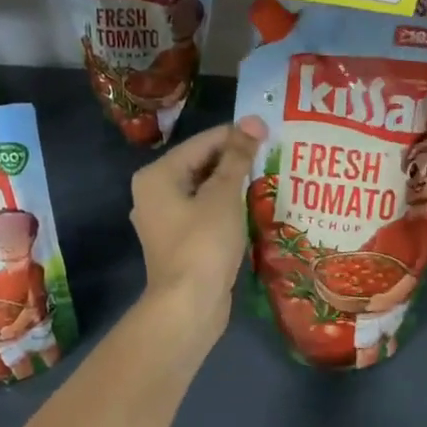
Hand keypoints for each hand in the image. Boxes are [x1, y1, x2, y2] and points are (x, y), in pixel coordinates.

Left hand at [130, 116, 267, 331]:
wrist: (189, 305)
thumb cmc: (204, 243)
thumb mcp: (224, 195)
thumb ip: (238, 157)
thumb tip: (253, 121)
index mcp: (157, 175)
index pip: (202, 142)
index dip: (237, 135)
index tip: (270, 131)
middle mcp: (154, 193)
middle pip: (200, 165)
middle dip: (235, 160)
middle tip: (273, 153)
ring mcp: (164, 221)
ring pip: (204, 191)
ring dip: (233, 184)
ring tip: (269, 176)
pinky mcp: (179, 242)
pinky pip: (205, 213)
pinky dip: (226, 207)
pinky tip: (252, 206)